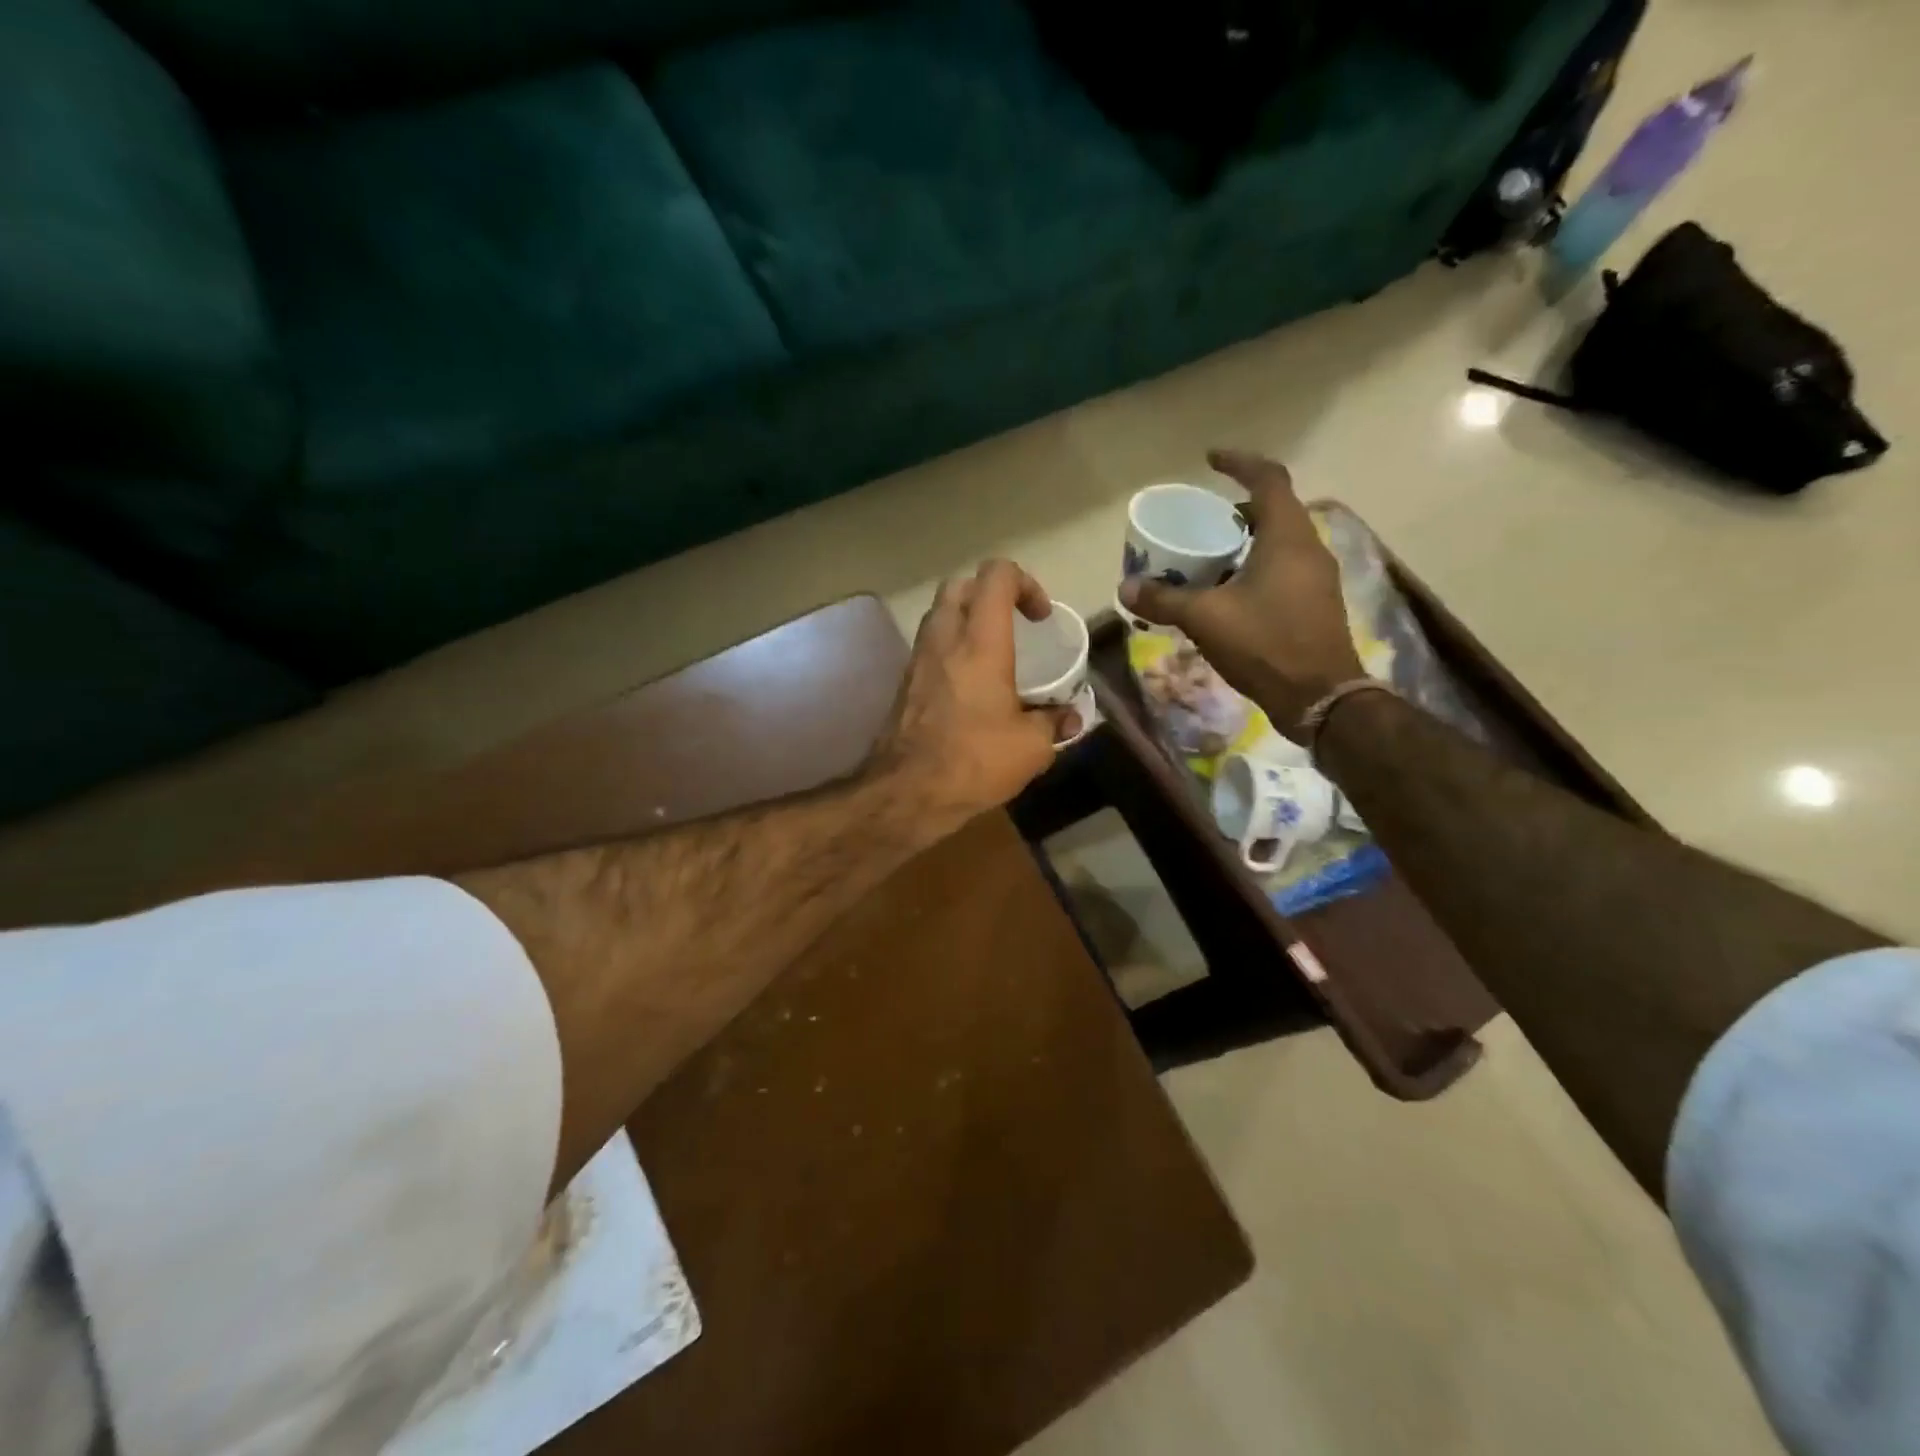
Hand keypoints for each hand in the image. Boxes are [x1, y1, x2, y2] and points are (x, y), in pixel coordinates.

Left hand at [872, 559, 1067, 834]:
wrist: (907, 792)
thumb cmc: (974, 760)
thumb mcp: (1031, 747)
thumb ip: (1054, 723)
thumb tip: (1070, 719)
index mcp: (980, 641)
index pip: (996, 575)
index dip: (1025, 583)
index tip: (1040, 618)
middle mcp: (944, 638)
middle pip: (961, 585)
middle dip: (991, 594)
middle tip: (1014, 625)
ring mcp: (917, 659)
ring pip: (939, 614)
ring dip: (967, 620)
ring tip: (994, 654)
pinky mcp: (904, 683)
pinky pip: (929, 646)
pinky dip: (951, 649)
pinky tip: (970, 685)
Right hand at [1119, 450, 1363, 738]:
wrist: (1320, 696)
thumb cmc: (1265, 644)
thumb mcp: (1206, 618)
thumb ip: (1164, 600)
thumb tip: (1125, 589)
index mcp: (1287, 537)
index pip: (1269, 479)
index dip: (1239, 463)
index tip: (1209, 461)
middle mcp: (1309, 548)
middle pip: (1275, 510)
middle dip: (1237, 509)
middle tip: (1203, 521)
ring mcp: (1317, 577)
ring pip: (1280, 542)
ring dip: (1247, 540)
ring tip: (1211, 556)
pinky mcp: (1317, 603)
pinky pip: (1284, 568)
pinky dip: (1257, 566)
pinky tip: (1230, 593)